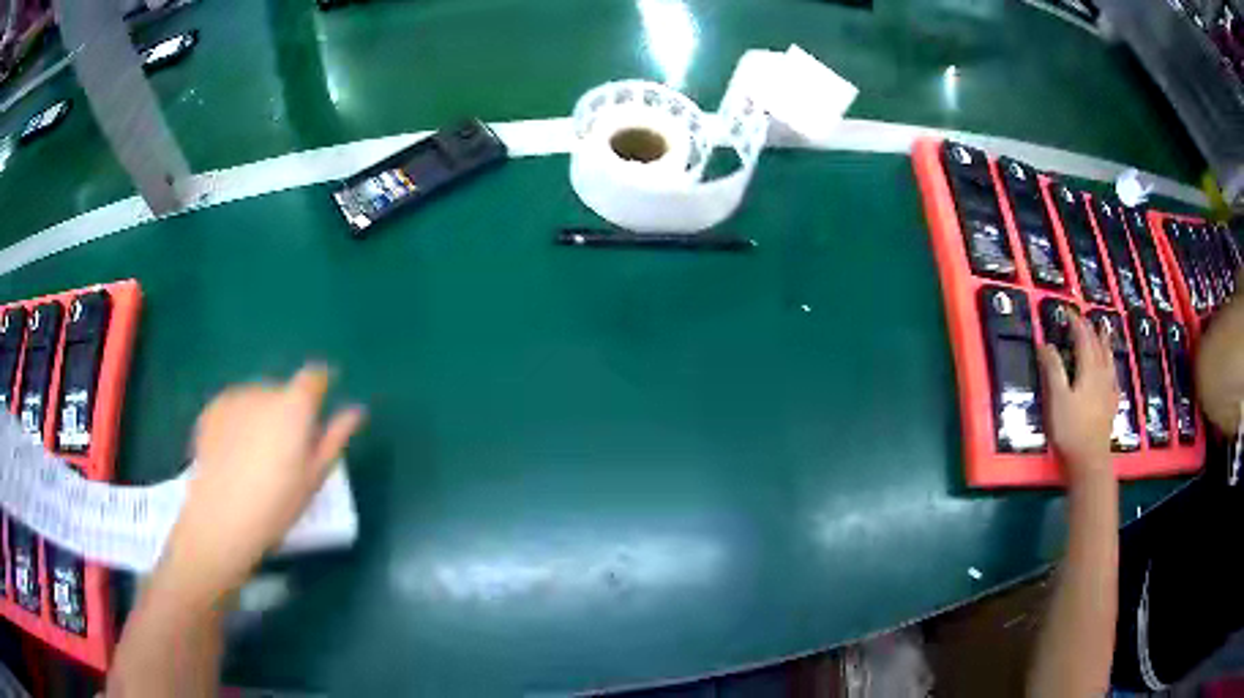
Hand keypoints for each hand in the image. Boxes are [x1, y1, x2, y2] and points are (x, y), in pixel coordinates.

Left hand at [165, 365, 364, 596]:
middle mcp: (265, 391)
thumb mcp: (314, 478)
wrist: (222, 517)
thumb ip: (334, 439)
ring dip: (261, 417)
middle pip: (283, 393)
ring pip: (256, 400)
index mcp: (294, 406)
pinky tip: (234, 455)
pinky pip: (234, 408)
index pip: (314, 377)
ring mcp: (235, 398)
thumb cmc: (277, 504)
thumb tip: (355, 411)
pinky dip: (238, 423)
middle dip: (287, 413)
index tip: (318, 409)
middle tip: (285, 453)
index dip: (319, 387)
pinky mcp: (212, 410)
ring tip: (255, 457)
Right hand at [1037, 316, 1118, 483]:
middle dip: (1090, 329)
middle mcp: (1101, 374)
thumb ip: (1053, 369)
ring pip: (1108, 358)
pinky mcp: (1111, 405)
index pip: (1083, 338)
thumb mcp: (1057, 398)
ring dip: (1105, 342)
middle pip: (1097, 345)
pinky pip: (1113, 378)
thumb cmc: (1071, 429)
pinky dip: (1111, 367)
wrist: (1090, 460)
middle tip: (1083, 318)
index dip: (1075, 322)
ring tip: (1104, 330)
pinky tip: (1112, 371)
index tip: (1067, 311)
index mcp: (1088, 369)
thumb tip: (1046, 344)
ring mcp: (1108, 390)